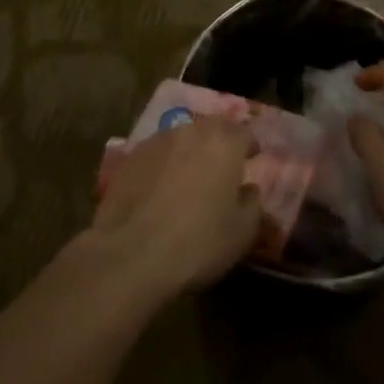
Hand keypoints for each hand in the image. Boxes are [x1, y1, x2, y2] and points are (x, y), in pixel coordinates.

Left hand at [88, 117, 262, 299]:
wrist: (130, 255)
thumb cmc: (198, 243)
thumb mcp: (243, 232)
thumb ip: (253, 203)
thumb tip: (248, 189)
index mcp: (224, 143)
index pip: (245, 132)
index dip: (250, 146)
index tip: (252, 159)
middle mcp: (191, 132)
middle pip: (212, 128)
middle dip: (221, 142)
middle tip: (223, 166)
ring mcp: (157, 141)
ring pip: (182, 138)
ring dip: (191, 151)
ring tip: (190, 177)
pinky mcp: (130, 157)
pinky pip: (157, 153)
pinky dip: (165, 164)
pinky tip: (161, 188)